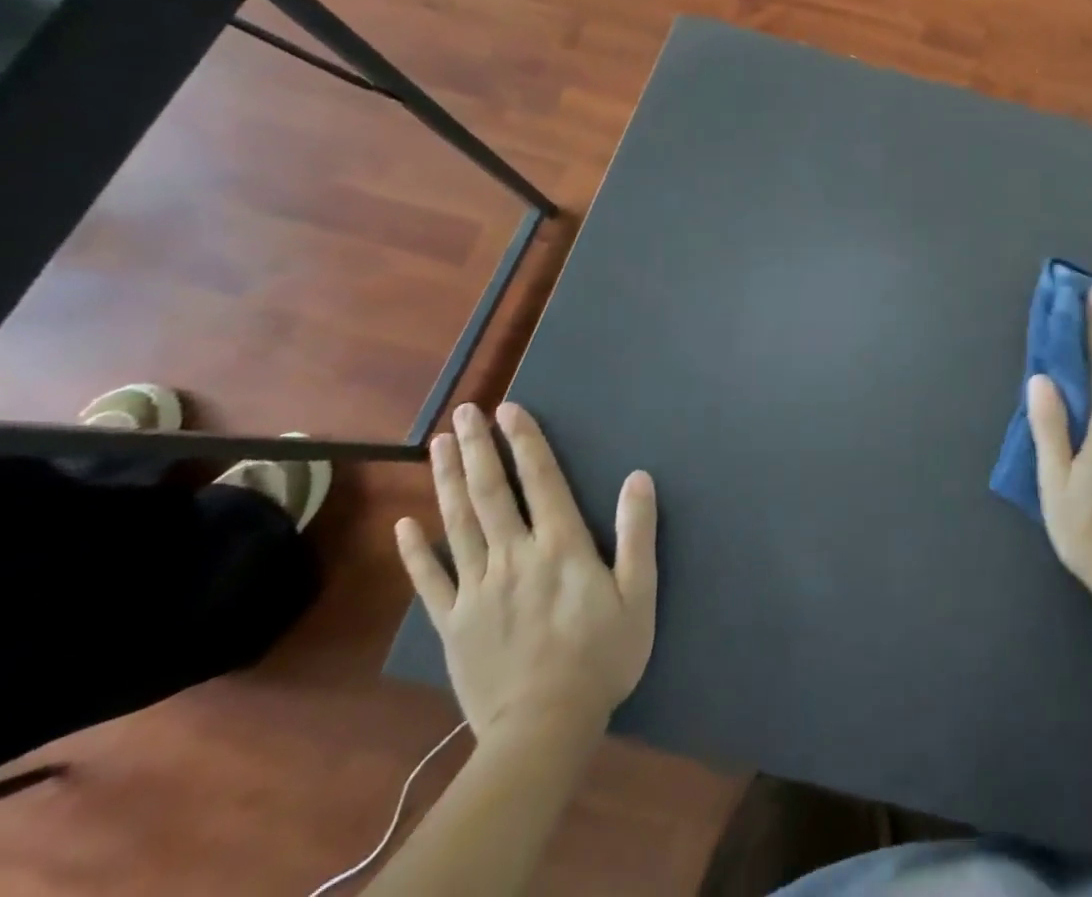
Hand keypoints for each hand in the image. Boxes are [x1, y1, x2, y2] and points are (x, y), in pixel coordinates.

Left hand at [396, 401, 657, 746]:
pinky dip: (415, 551)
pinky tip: (405, 524)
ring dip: (447, 481)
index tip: (510, 409)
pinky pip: (430, 581)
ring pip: (457, 525)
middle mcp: (514, 557)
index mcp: (561, 547)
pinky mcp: (453, 624)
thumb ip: (637, 533)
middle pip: (491, 494)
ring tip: (439, 445)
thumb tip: (638, 477)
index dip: (526, 443)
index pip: (541, 482)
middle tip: (464, 413)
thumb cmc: (602, 655)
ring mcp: (477, 590)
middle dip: (478, 449)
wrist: (544, 728)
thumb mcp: (640, 593)